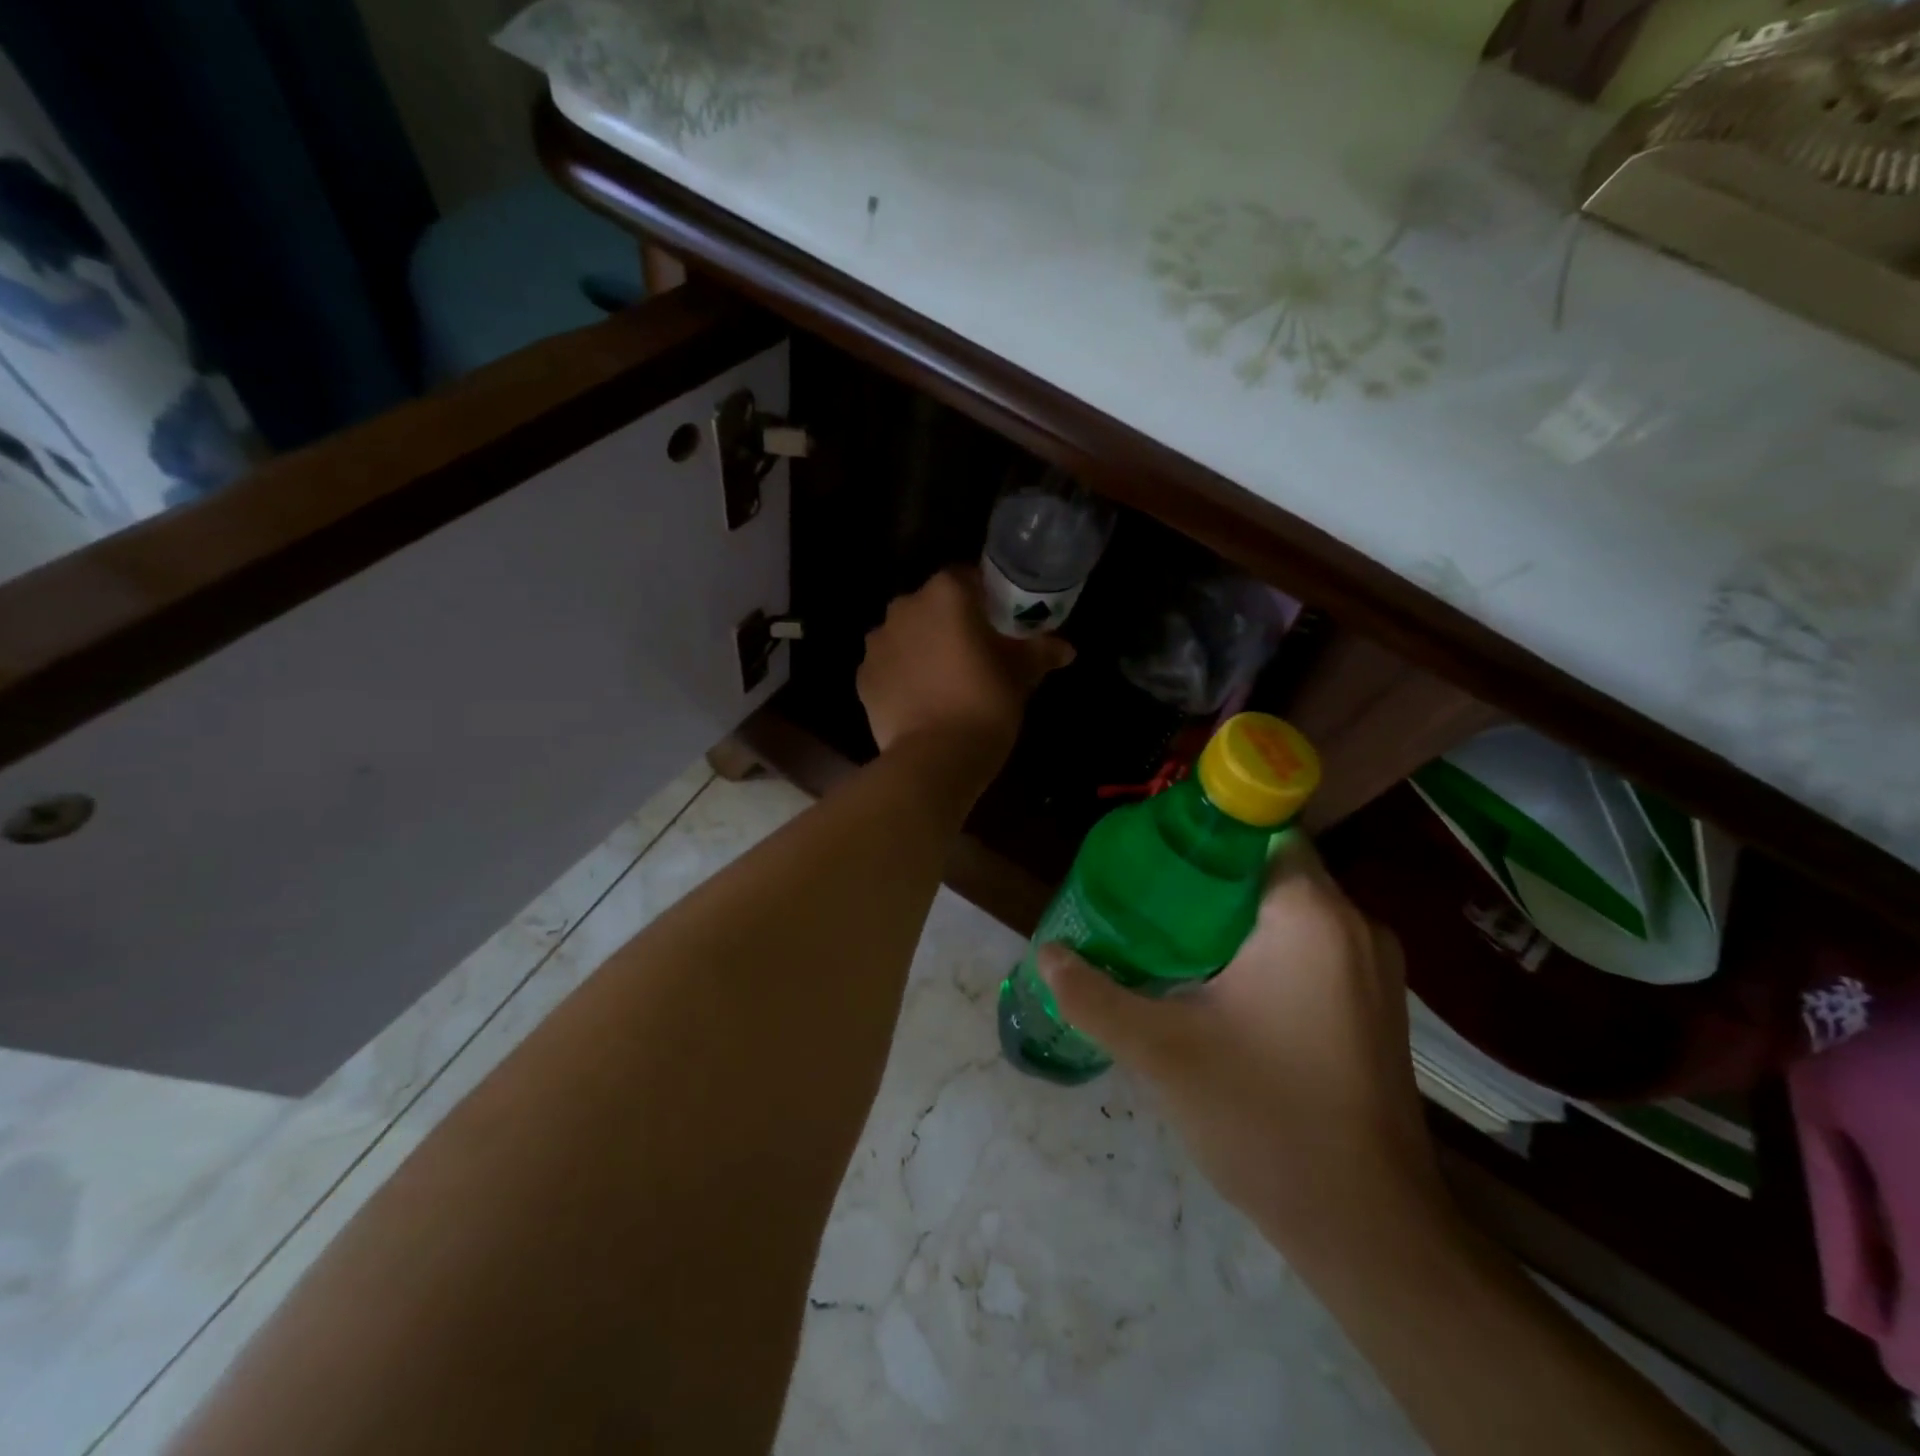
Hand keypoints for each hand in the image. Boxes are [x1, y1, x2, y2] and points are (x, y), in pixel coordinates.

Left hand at [858, 567, 1073, 763]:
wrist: (936, 757)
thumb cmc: (985, 703)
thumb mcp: (1021, 675)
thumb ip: (1041, 651)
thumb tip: (1066, 648)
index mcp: (946, 593)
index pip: (969, 579)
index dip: (987, 600)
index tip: (1000, 624)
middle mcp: (904, 606)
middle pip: (933, 605)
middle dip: (952, 623)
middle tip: (975, 653)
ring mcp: (877, 641)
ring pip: (907, 634)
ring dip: (923, 647)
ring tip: (945, 680)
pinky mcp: (863, 676)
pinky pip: (888, 665)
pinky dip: (902, 674)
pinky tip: (921, 699)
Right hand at [1038, 835, 1448, 1259]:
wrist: (1369, 1229)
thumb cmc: (1264, 1117)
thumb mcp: (1161, 1051)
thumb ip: (1095, 995)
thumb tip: (1047, 953)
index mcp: (1310, 915)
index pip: (1260, 831)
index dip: (1205, 833)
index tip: (1154, 853)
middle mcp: (1355, 926)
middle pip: (1271, 870)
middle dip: (1209, 878)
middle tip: (1146, 896)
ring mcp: (1375, 970)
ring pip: (1292, 913)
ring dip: (1235, 917)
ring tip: (1169, 936)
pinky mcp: (1376, 1007)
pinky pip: (1313, 949)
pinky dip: (1266, 950)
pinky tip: (1218, 984)